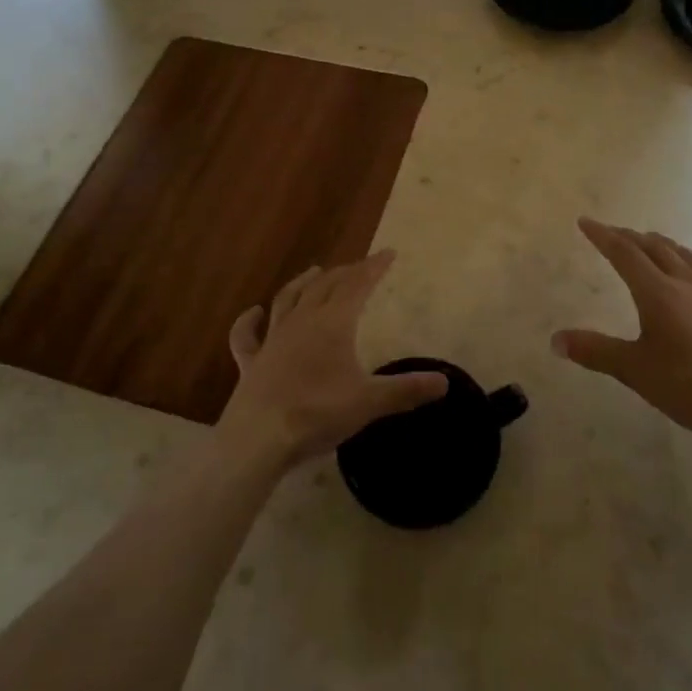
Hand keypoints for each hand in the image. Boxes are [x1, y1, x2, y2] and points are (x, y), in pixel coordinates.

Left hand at [219, 251, 448, 470]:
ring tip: (314, 271)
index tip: (388, 253)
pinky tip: (253, 313)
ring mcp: (272, 340)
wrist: (258, 437)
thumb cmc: (317, 413)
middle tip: (358, 267)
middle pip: (324, 287)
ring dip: (303, 283)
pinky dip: (249, 322)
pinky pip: (247, 336)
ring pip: (287, 300)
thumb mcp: (369, 403)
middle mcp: (301, 322)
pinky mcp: (251, 362)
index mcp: (332, 324)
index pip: (357, 286)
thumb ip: (406, 390)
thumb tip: (444, 382)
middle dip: (344, 273)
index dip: (373, 268)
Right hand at [552, 219, 691, 453]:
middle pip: (656, 247)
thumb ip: (594, 351)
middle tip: (614, 233)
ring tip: (653, 244)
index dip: (603, 235)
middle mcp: (689, 282)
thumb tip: (555, 339)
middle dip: (631, 237)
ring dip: (664, 246)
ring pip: (687, 257)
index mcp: (658, 293)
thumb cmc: (689, 388)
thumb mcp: (634, 371)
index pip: (624, 253)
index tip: (586, 222)